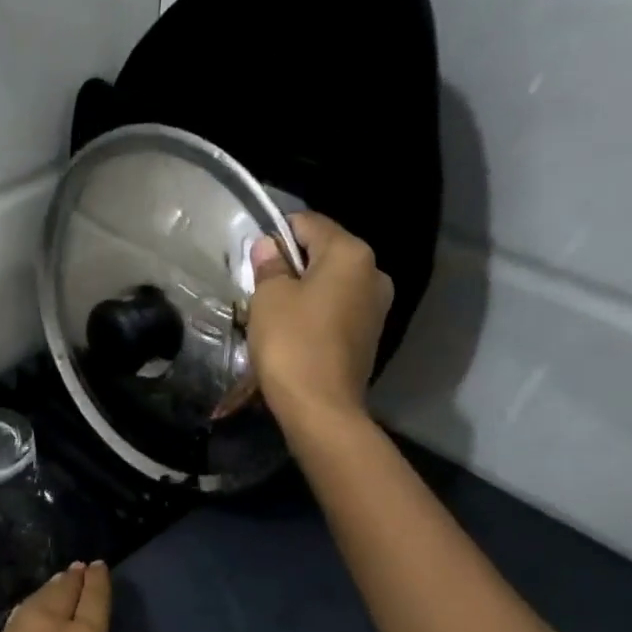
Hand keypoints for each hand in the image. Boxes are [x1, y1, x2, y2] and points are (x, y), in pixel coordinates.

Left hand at [0, 562, 121, 631]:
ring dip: (48, 590)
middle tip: (78, 569)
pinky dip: (27, 612)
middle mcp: (50, 626)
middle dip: (73, 578)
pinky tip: (27, 617)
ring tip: (55, 584)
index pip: (95, 599)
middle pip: (63, 591)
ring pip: (36, 600)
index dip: (98, 581)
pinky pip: (15, 620)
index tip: (99, 566)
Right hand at [248, 212, 394, 426]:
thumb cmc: (292, 343)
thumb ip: (270, 265)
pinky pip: (337, 310)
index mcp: (351, 254)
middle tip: (260, 288)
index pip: (309, 223)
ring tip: (274, 314)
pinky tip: (294, 333)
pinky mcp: (369, 336)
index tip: (254, 258)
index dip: (278, 234)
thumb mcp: (269, 298)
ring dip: (303, 292)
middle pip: (324, 254)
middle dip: (291, 265)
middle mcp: (373, 273)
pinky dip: (315, 314)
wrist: (320, 408)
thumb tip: (270, 246)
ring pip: (331, 284)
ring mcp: (376, 307)